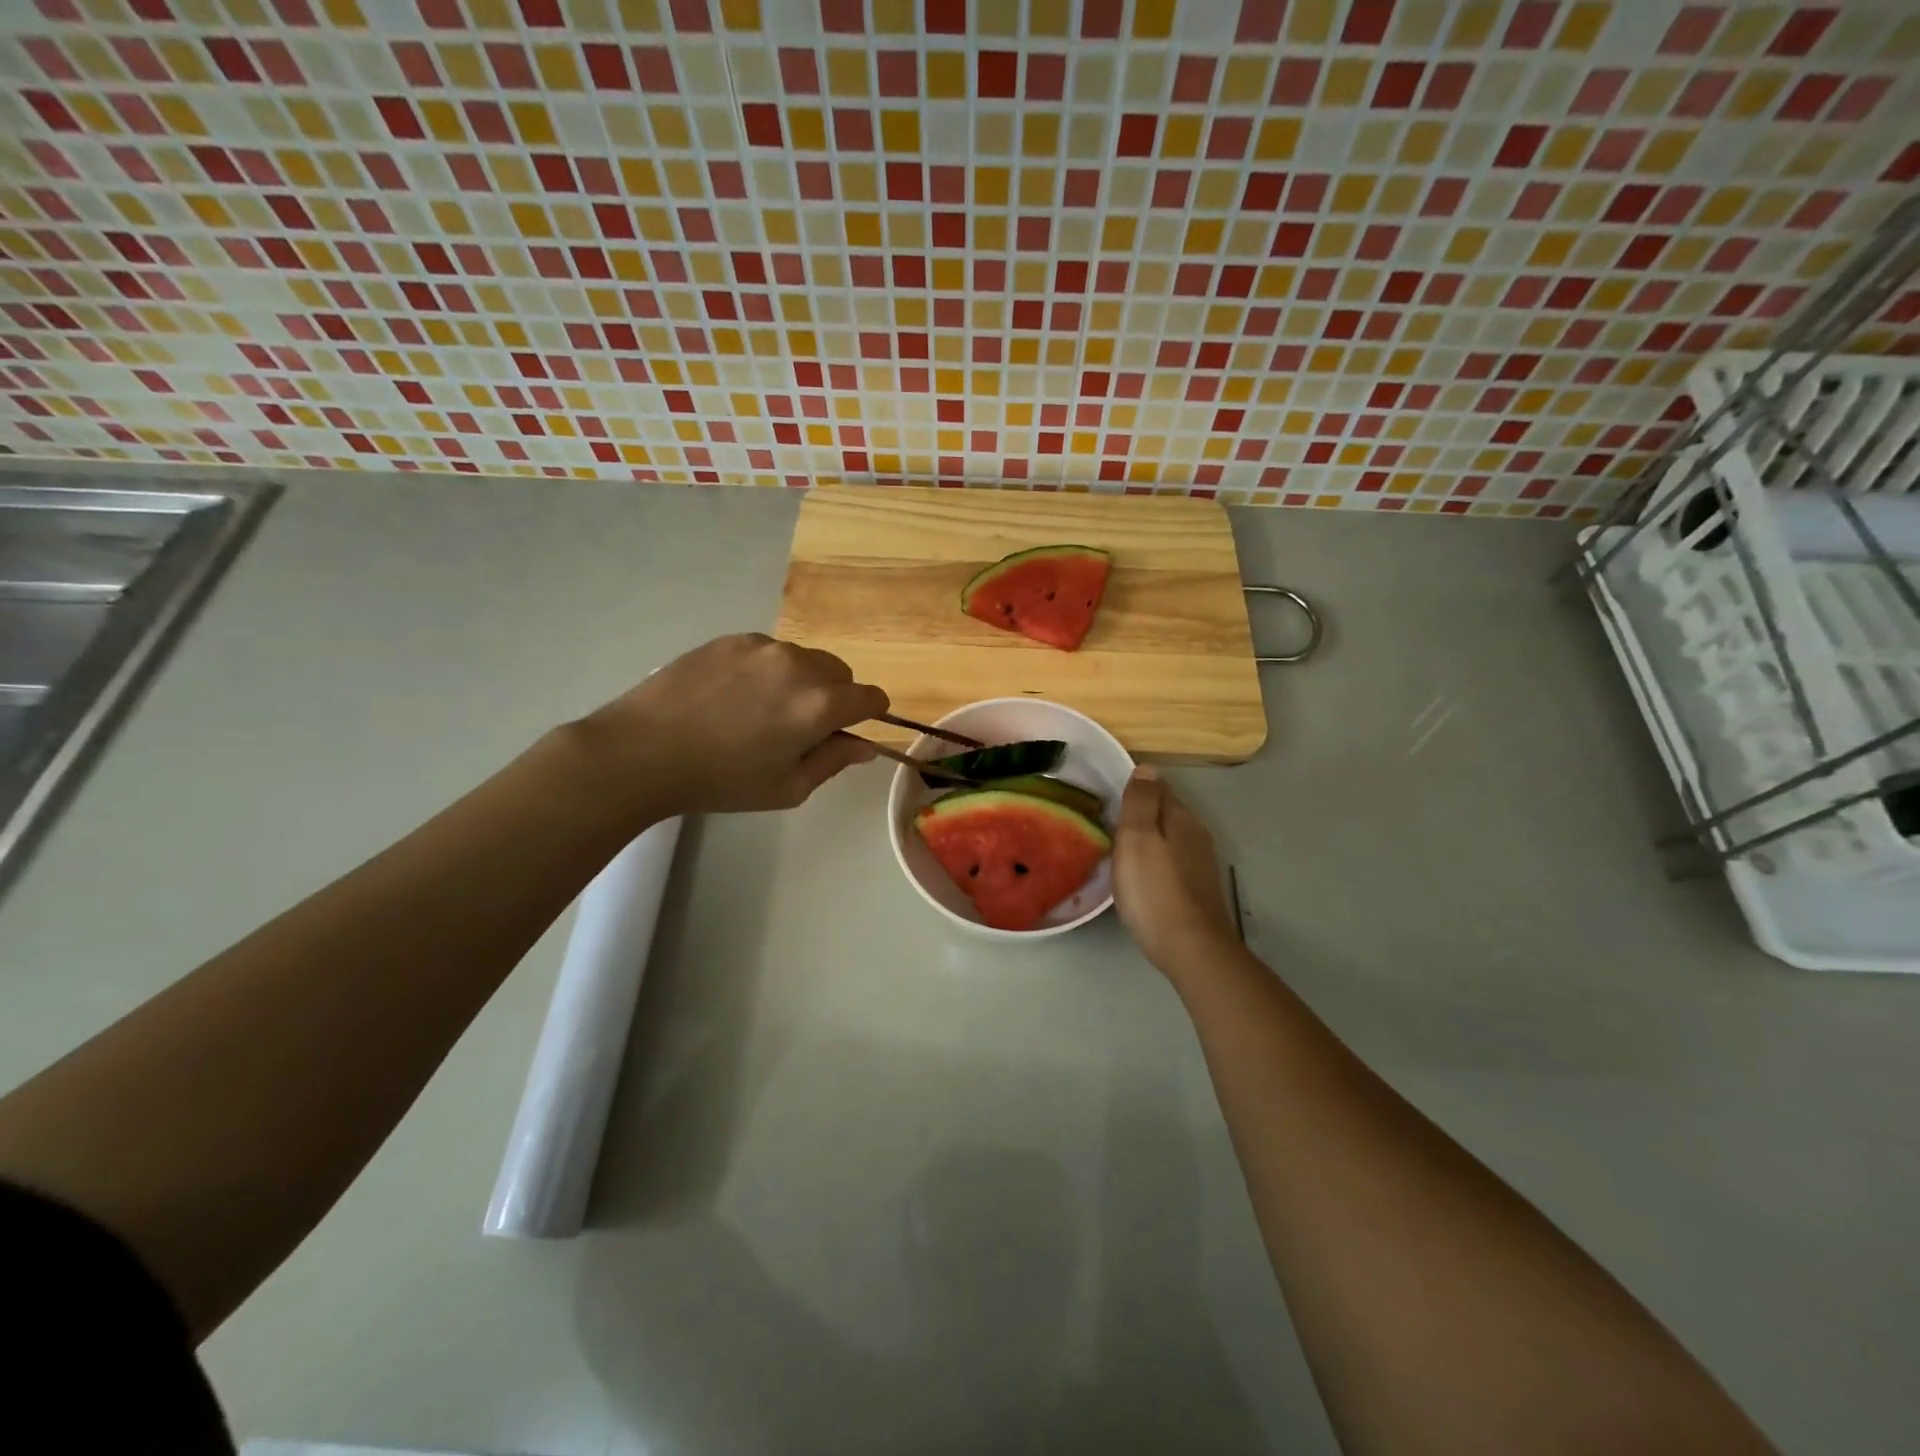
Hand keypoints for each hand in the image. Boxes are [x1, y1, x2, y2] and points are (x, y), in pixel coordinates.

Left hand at [574, 634, 888, 818]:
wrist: (643, 750)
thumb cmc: (721, 781)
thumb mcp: (787, 788)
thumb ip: (833, 762)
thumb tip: (865, 746)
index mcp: (820, 705)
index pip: (871, 697)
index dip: (869, 716)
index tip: (848, 732)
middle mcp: (799, 666)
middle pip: (842, 673)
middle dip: (836, 696)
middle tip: (801, 727)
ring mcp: (764, 647)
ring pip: (806, 659)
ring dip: (802, 681)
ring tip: (761, 710)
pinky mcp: (733, 640)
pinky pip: (770, 651)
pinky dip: (769, 670)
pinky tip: (734, 696)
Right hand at [1113, 766, 1238, 974]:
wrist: (1190, 948)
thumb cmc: (1154, 890)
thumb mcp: (1137, 838)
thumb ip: (1140, 801)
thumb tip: (1147, 767)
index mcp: (1182, 818)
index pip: (1158, 788)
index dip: (1134, 789)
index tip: (1108, 797)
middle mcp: (1197, 835)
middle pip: (1166, 813)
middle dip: (1141, 814)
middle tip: (1108, 824)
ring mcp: (1201, 864)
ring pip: (1170, 839)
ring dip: (1149, 840)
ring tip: (1120, 850)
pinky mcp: (1198, 890)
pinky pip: (1172, 863)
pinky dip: (1156, 862)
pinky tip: (1142, 877)